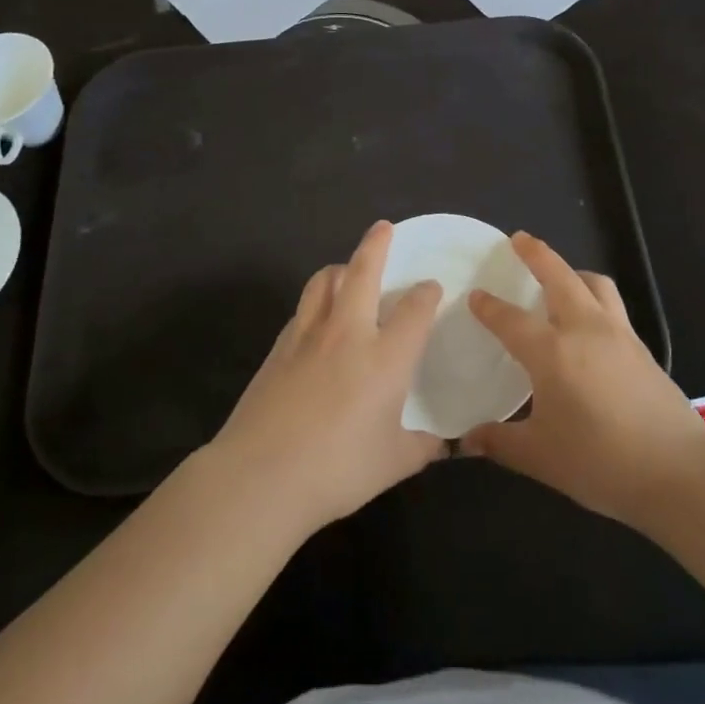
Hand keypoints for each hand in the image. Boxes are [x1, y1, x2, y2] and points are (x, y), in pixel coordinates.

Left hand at [208, 221, 445, 536]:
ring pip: (324, 281)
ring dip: (340, 268)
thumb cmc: (337, 468)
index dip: (426, 293)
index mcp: (386, 356)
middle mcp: (348, 333)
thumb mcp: (394, 463)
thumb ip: (422, 446)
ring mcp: (308, 336)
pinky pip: (302, 309)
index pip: (414, 310)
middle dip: (376, 244)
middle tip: (383, 228)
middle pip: (362, 272)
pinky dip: (315, 301)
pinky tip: (317, 319)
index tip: (431, 287)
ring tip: (346, 269)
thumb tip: (443, 444)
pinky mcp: (278, 347)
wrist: (261, 475)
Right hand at [462, 232, 704, 529]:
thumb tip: (467, 441)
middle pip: (559, 276)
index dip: (489, 307)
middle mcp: (584, 329)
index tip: (475, 295)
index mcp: (552, 351)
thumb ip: (500, 442)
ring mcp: (619, 334)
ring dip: (573, 271)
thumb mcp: (540, 457)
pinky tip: (590, 322)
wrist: (678, 472)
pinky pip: (613, 305)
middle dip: (537, 254)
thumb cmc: (600, 462)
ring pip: (594, 284)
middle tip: (519, 239)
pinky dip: (595, 297)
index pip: (511, 319)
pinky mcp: (642, 348)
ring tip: (560, 276)